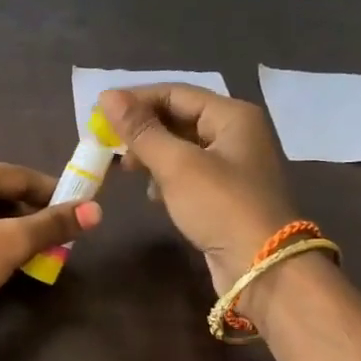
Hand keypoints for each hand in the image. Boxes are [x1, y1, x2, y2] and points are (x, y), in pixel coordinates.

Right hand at [98, 85, 297, 294]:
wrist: (261, 267)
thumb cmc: (220, 206)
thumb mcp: (176, 164)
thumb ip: (140, 130)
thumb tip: (107, 96)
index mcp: (232, 115)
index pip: (175, 93)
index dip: (135, 99)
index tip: (98, 114)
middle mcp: (236, 133)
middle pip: (179, 118)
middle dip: (142, 130)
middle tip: (107, 145)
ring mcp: (233, 165)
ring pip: (181, 148)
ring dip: (151, 155)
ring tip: (127, 170)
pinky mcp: (225, 194)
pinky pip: (188, 174)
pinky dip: (166, 179)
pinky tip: (151, 195)